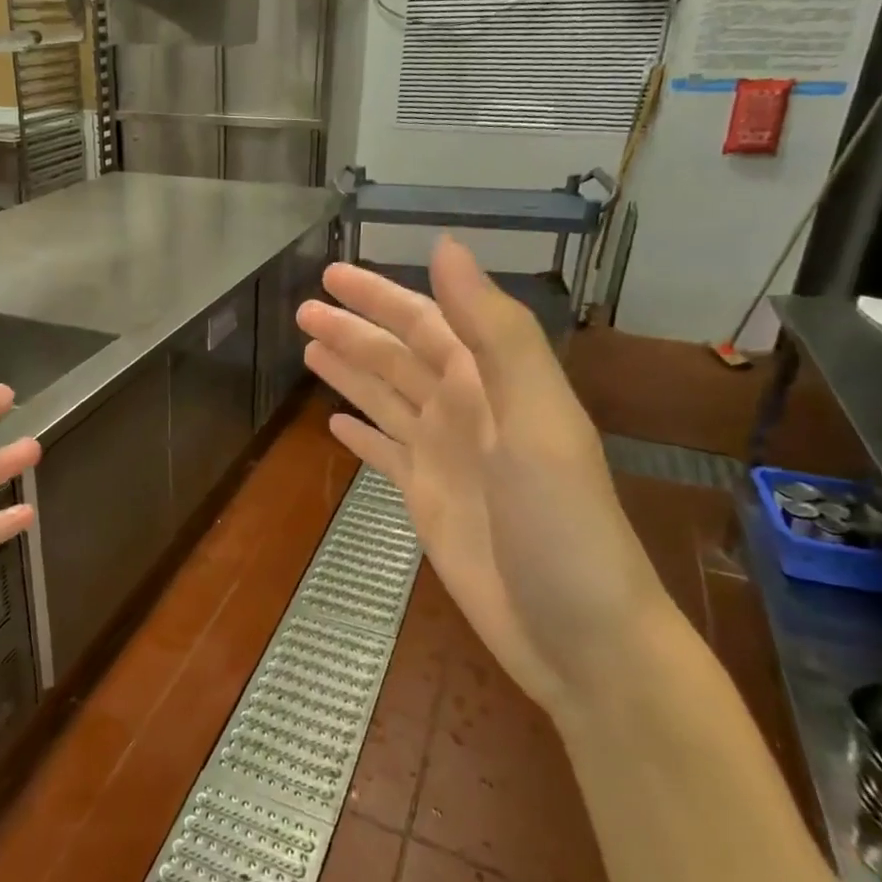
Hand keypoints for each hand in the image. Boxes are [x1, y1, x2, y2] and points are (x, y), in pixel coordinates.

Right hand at [297, 239, 672, 722]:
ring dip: (350, 372)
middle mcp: (465, 413)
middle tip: (302, 311)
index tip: (332, 274)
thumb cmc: (562, 524)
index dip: (381, 297)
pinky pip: (386, 455)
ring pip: (387, 400)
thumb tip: (445, 247)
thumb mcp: (536, 419)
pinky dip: (361, 436)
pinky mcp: (428, 502)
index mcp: (492, 385)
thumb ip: (494, 332)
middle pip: (398, 358)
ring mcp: (445, 459)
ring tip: (307, 349)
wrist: (579, 634)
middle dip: (353, 330)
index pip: (427, 323)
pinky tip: (334, 423)